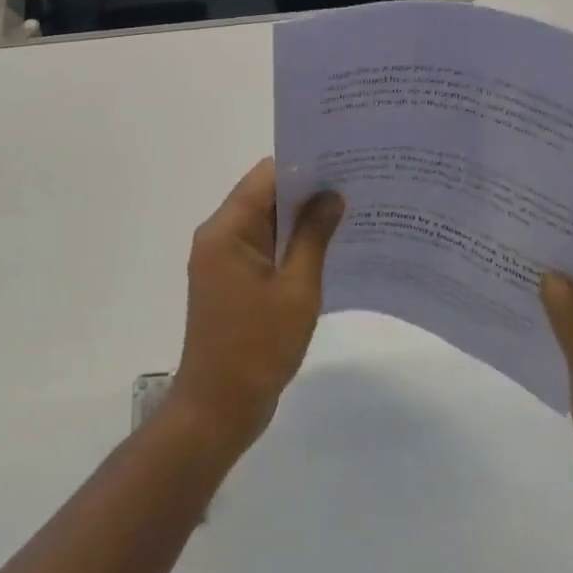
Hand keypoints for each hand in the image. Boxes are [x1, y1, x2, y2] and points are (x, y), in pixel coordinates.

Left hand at [171, 160, 343, 453]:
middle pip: (264, 196)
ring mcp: (222, 259)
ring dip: (300, 220)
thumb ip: (314, 237)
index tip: (343, 164)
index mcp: (226, 230)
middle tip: (355, 187)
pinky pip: (262, 248)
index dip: (303, 167)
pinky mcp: (230, 281)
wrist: (218, 408)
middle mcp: (218, 235)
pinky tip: (327, 250)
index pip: (265, 177)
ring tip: (349, 213)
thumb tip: (332, 195)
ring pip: (265, 223)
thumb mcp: (297, 290)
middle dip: (307, 192)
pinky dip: (289, 245)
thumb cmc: (258, 348)